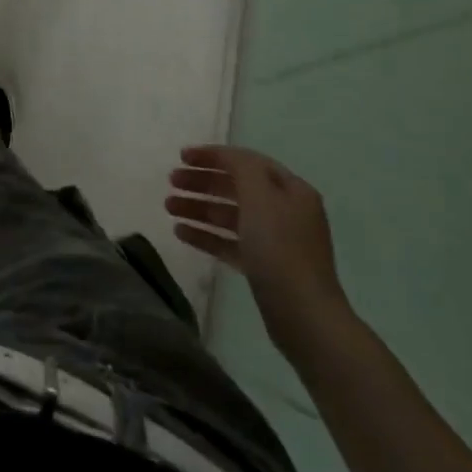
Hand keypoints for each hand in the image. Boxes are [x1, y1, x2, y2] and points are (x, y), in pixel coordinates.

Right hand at [167, 144, 350, 352]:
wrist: (303, 316)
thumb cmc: (280, 248)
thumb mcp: (260, 196)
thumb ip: (241, 167)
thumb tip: (227, 157)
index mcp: (291, 191)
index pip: (247, 162)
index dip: (214, 155)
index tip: (181, 156)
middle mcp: (285, 212)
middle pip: (236, 188)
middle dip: (202, 182)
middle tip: (171, 181)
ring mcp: (274, 242)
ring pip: (229, 216)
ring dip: (198, 208)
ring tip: (168, 207)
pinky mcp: (262, 268)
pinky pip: (229, 242)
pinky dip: (205, 235)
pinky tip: (180, 232)